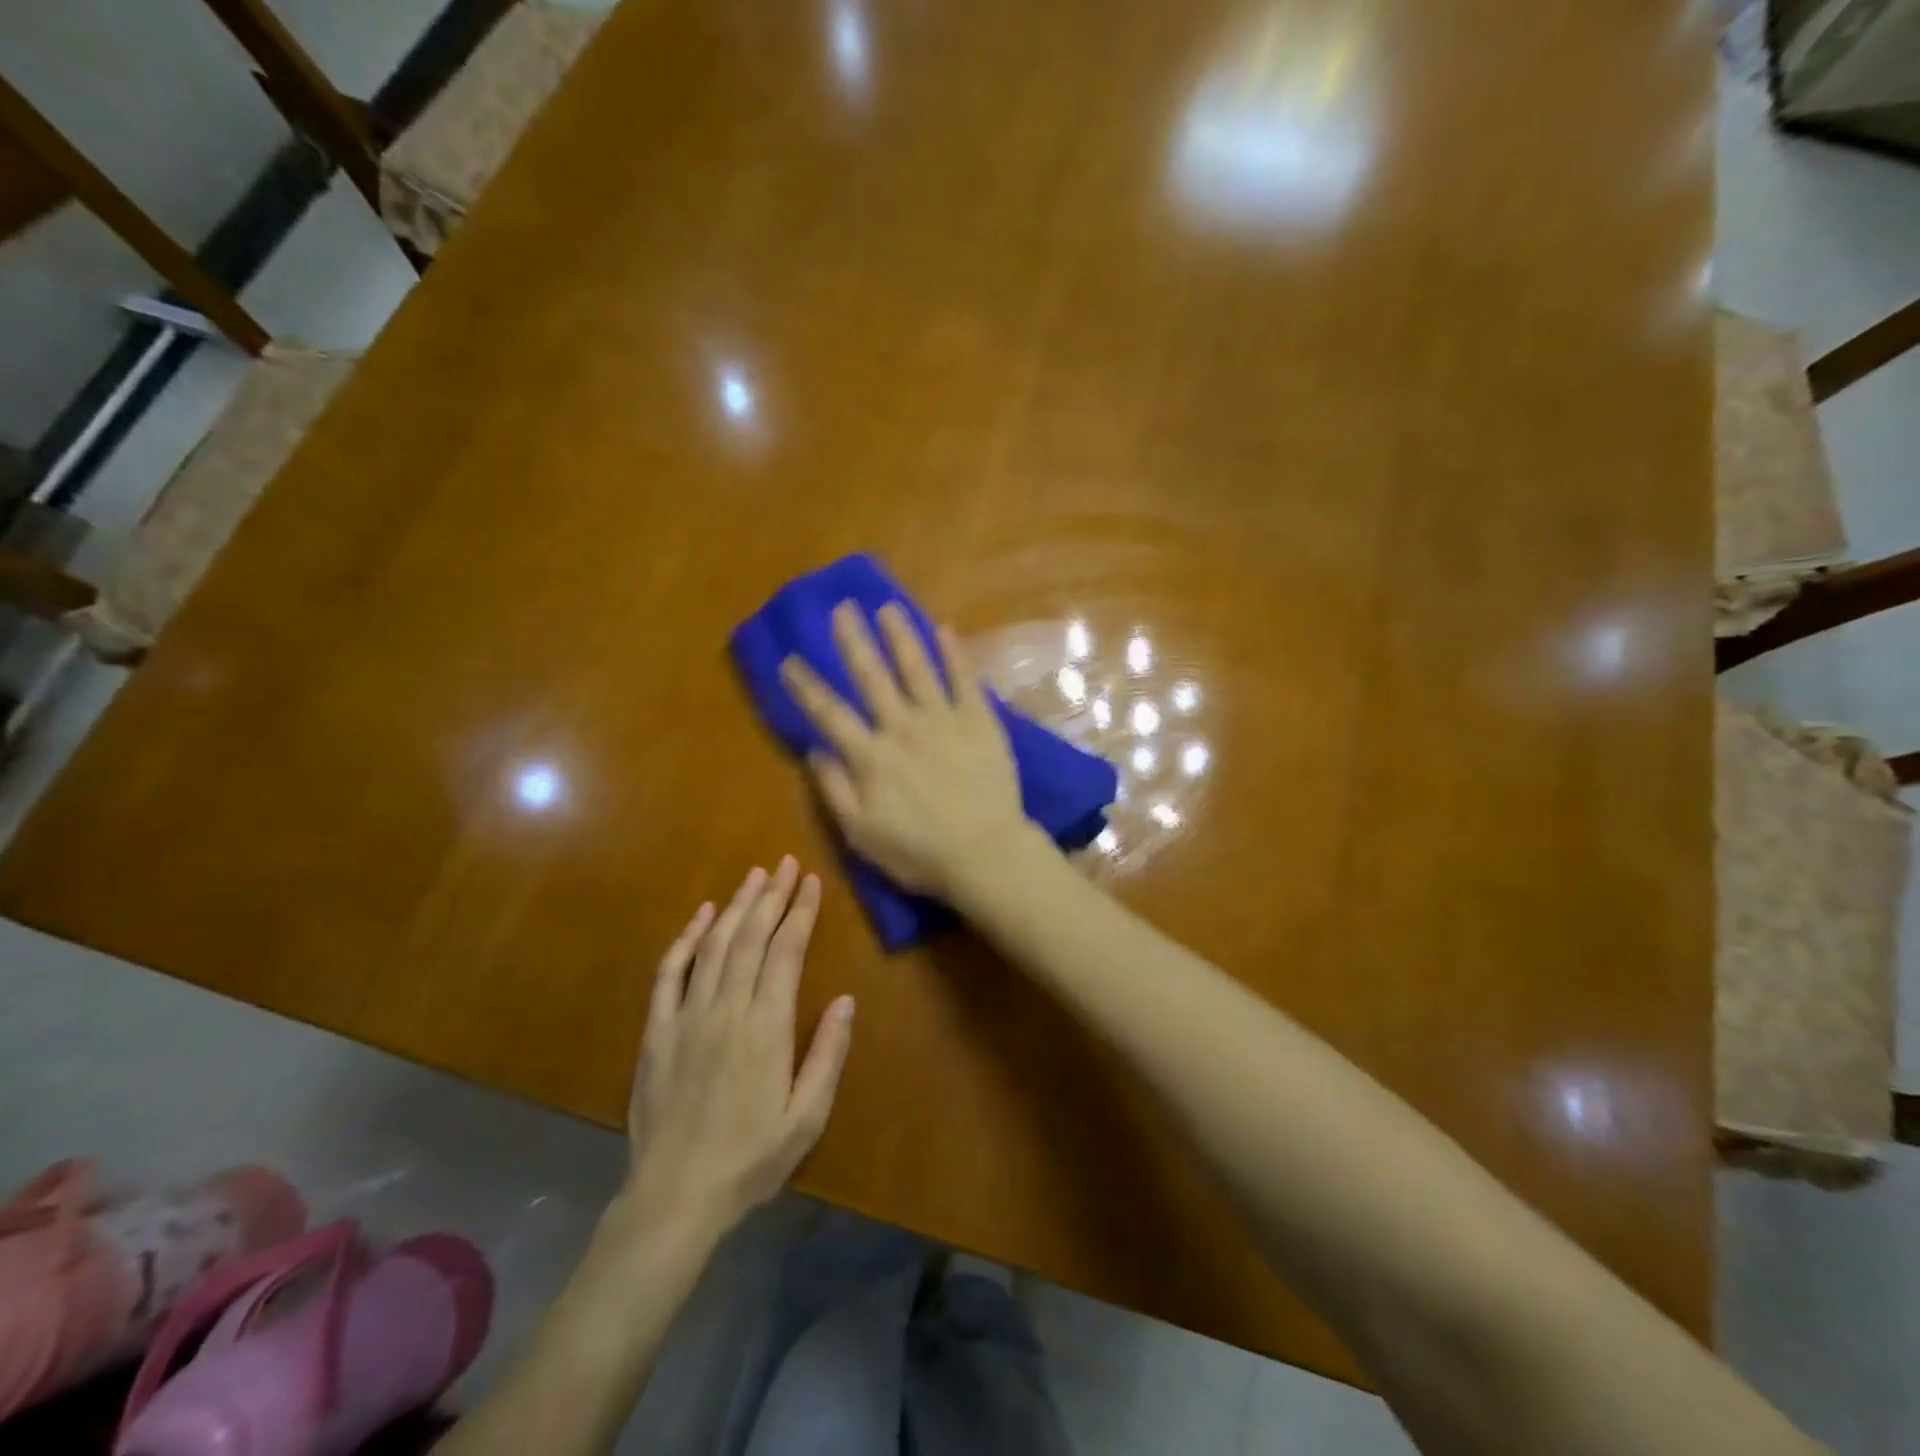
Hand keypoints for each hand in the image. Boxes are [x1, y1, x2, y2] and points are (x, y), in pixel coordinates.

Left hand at [622, 858, 854, 1236]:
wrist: (674, 1197)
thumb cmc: (750, 1159)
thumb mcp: (805, 1118)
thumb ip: (827, 1055)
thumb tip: (846, 1001)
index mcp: (766, 1029)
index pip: (785, 953)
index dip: (800, 913)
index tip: (811, 883)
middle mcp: (726, 1011)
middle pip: (750, 938)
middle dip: (772, 896)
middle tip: (786, 864)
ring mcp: (686, 1017)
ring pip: (714, 946)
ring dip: (736, 907)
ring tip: (754, 876)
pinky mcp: (657, 1031)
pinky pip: (670, 974)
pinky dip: (686, 940)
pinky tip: (702, 916)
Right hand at [780, 602, 1029, 896]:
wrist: (985, 854)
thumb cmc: (919, 852)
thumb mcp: (861, 834)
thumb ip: (834, 790)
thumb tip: (814, 750)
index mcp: (870, 757)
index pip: (829, 713)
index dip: (806, 686)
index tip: (788, 660)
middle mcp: (902, 727)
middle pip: (872, 677)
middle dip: (853, 641)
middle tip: (841, 609)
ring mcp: (943, 720)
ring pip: (916, 668)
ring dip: (900, 635)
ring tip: (887, 607)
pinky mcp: (979, 721)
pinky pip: (964, 679)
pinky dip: (954, 653)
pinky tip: (945, 629)